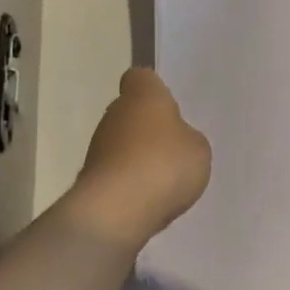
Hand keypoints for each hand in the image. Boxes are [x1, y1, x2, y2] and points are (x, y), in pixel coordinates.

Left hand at [69, 68, 211, 247]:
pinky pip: (118, 173)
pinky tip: (150, 198)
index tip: (170, 104)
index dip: (155, 89)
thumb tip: (176, 139)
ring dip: (139, 156)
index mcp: (142, 96)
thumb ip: (188, 138)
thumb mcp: (198, 148)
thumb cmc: (163, 164)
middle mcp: (114, 115)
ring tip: (166, 178)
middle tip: (175, 146)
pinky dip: (131, 182)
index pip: (141, 78)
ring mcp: (97, 148)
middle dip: (149, 126)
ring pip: (122, 143)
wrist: (116, 212)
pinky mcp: (91, 180)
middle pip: (131, 112)